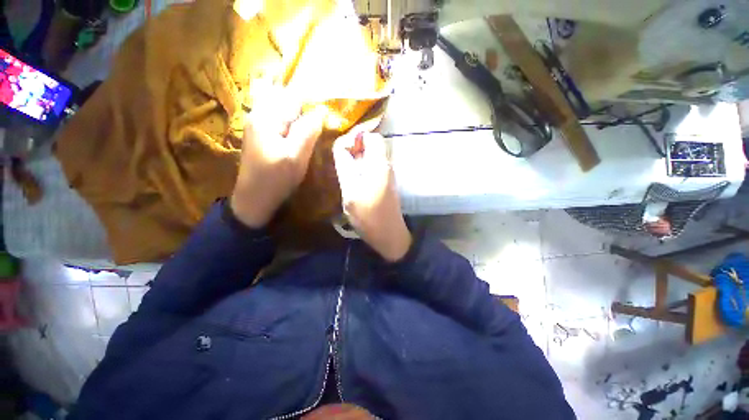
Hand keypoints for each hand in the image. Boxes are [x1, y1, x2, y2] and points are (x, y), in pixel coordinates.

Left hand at [231, 90, 324, 227]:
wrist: (254, 198)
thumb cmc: (276, 179)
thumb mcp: (295, 157)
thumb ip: (307, 131)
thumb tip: (321, 111)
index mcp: (267, 117)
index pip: (294, 95)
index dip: (313, 99)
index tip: (329, 107)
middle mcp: (259, 114)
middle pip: (286, 97)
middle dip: (306, 102)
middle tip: (324, 114)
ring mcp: (257, 124)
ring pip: (282, 107)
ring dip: (299, 110)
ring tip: (315, 120)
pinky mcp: (260, 134)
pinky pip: (278, 117)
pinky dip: (291, 118)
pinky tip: (300, 127)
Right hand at [332, 132, 410, 261]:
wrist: (388, 235)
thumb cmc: (368, 214)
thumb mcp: (351, 190)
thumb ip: (345, 165)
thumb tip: (340, 145)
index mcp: (379, 163)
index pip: (371, 136)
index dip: (356, 138)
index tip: (342, 151)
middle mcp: (386, 165)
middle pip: (371, 145)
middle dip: (354, 149)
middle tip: (341, 164)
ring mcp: (387, 175)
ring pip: (371, 157)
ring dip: (357, 160)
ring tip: (344, 173)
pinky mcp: (386, 184)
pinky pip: (372, 168)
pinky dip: (362, 170)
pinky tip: (353, 182)